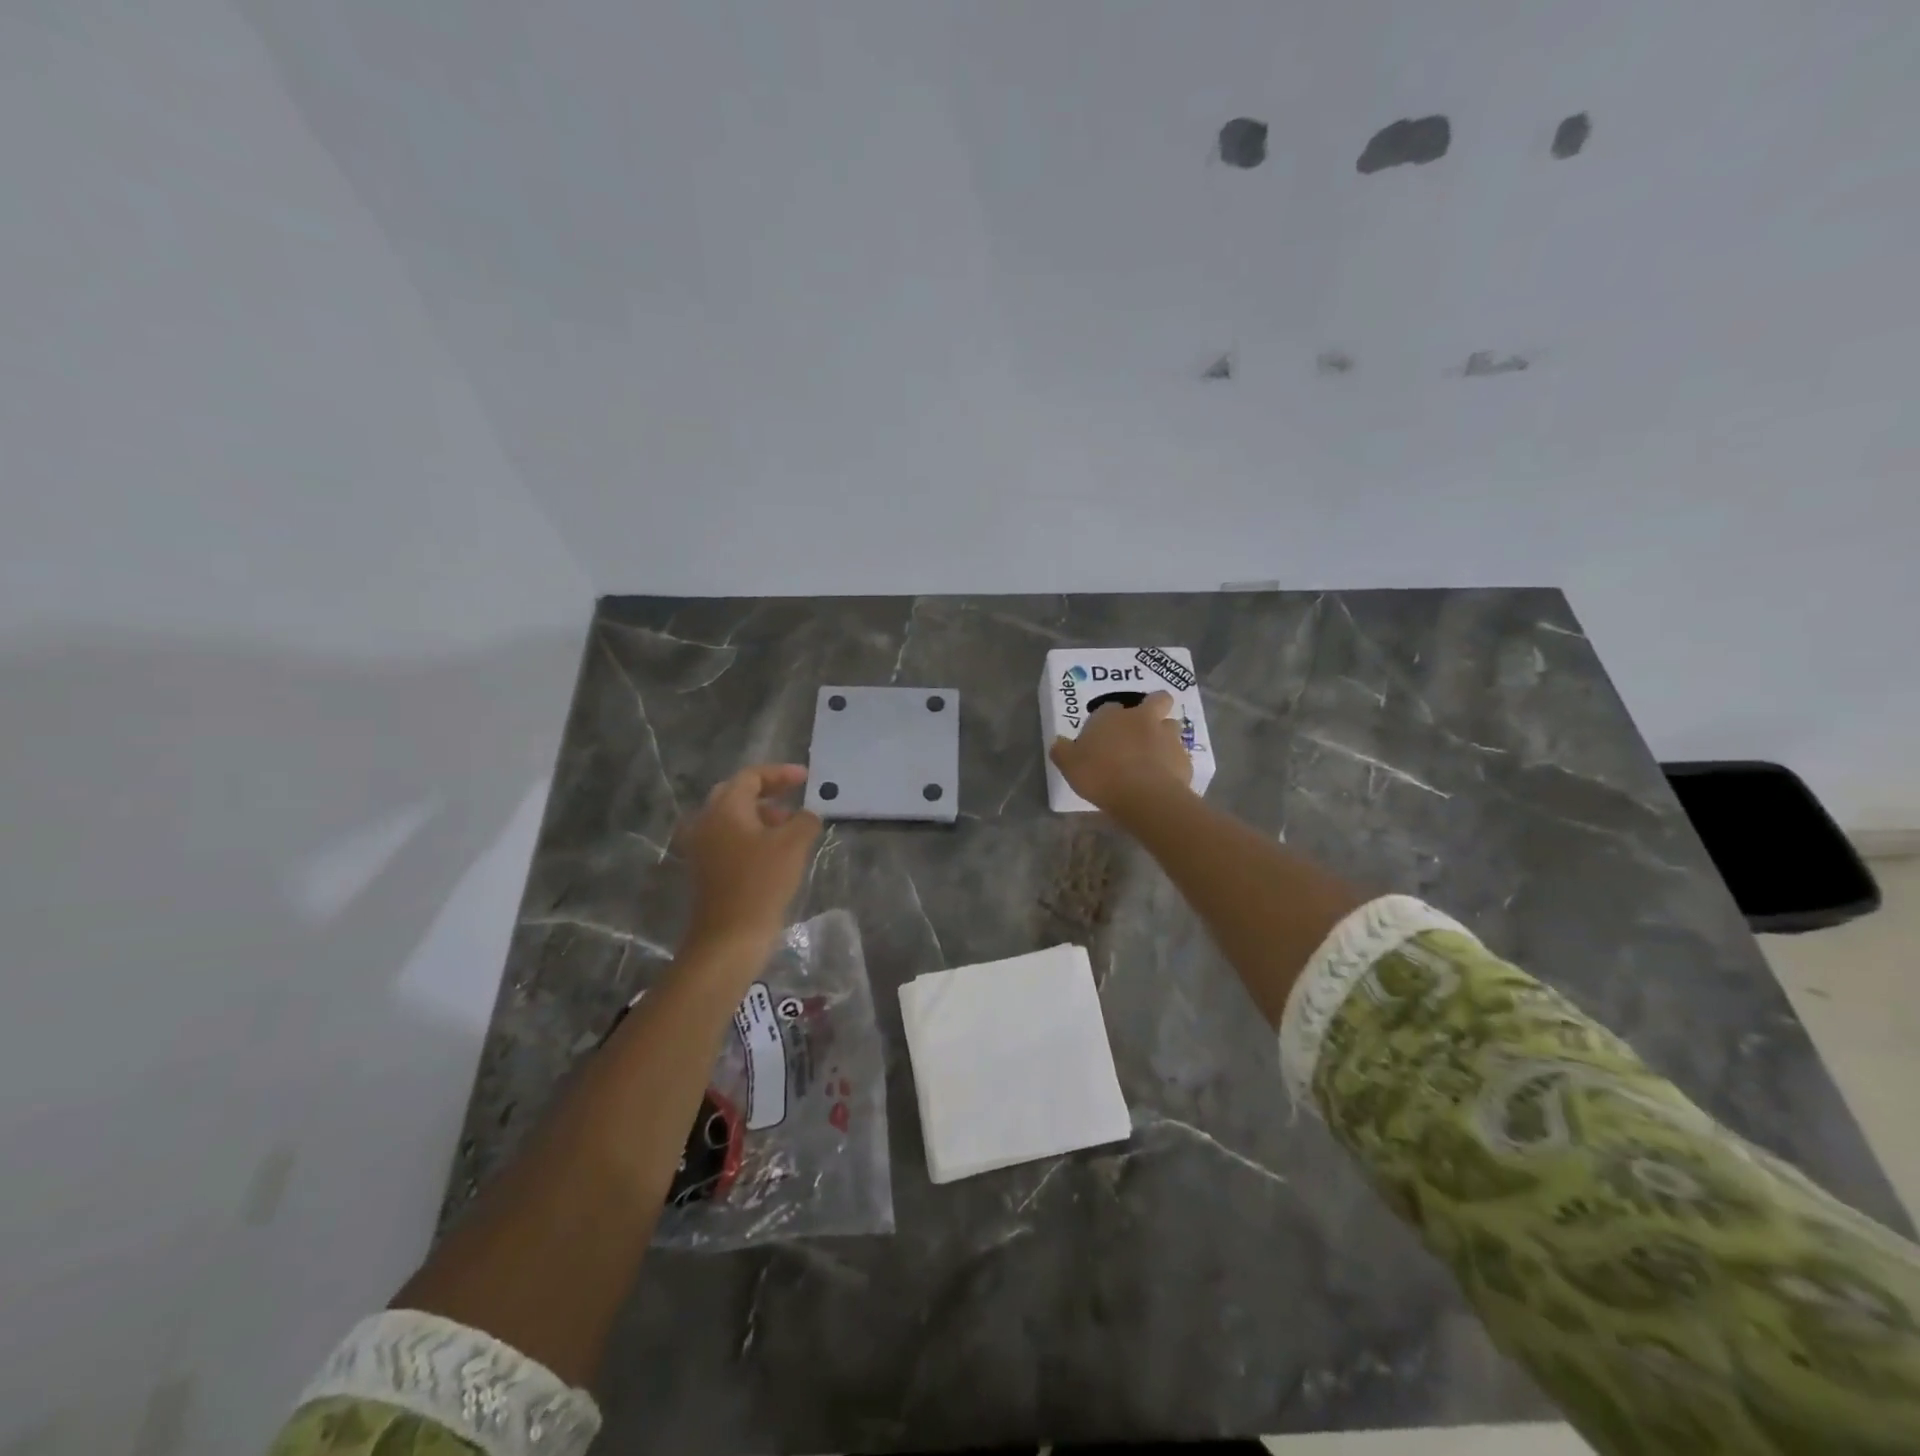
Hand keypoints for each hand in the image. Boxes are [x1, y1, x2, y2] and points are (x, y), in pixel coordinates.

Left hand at [676, 764, 821, 963]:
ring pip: (732, 817)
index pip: (751, 777)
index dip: (780, 773)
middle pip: (736, 793)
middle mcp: (706, 822)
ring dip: (761, 814)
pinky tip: (774, 850)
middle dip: (768, 791)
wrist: (729, 937)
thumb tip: (807, 814)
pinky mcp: (705, 869)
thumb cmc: (761, 883)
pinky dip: (751, 834)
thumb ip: (805, 820)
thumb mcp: (793, 845)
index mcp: (724, 809)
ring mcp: (702, 847)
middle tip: (795, 794)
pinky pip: (729, 838)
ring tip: (790, 824)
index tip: (806, 778)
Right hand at [1050, 690, 1193, 813]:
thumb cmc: (1101, 775)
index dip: (1108, 719)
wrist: (1144, 796)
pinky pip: (1179, 756)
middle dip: (1154, 706)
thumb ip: (1063, 751)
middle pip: (1157, 700)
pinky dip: (1172, 764)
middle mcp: (1143, 719)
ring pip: (1172, 725)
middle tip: (1144, 725)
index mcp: (1112, 716)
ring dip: (1165, 735)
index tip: (1103, 735)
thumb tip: (1059, 743)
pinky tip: (1163, 780)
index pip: (1109, 708)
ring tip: (1155, 755)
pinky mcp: (1184, 759)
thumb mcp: (1070, 766)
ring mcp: (1168, 737)